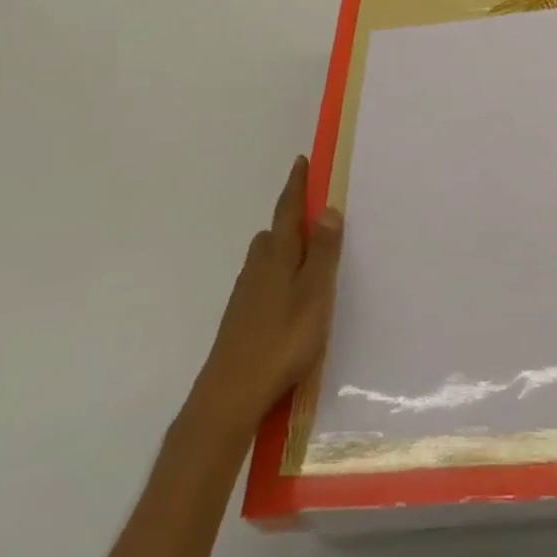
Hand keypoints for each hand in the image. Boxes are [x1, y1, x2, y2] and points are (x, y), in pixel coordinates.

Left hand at [181, 157, 344, 438]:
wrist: (229, 395)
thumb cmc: (281, 340)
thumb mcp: (315, 294)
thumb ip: (323, 253)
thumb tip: (327, 208)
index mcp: (279, 255)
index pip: (288, 210)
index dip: (296, 186)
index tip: (301, 161)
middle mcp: (258, 266)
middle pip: (275, 232)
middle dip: (292, 219)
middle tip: (315, 214)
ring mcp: (245, 293)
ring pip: (266, 257)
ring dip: (285, 248)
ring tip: (307, 256)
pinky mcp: (240, 317)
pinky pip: (262, 280)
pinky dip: (277, 274)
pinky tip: (287, 295)